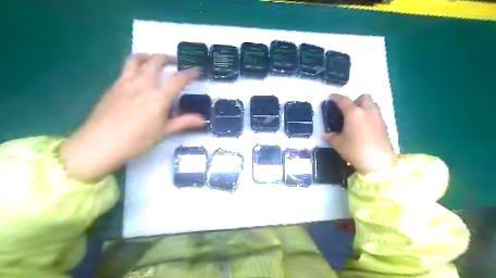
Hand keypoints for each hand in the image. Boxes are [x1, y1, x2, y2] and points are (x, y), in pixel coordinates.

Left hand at [61, 53, 204, 181]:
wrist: (100, 144)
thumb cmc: (136, 141)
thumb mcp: (163, 132)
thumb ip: (184, 122)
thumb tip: (202, 120)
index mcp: (158, 97)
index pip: (178, 79)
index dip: (191, 73)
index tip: (197, 70)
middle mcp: (143, 84)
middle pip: (156, 61)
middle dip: (169, 58)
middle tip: (177, 63)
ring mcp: (125, 82)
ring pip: (137, 59)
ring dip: (149, 56)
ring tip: (155, 61)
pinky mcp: (113, 86)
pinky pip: (126, 69)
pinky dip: (136, 66)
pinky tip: (139, 78)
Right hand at [324, 94, 398, 174]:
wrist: (378, 163)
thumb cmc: (355, 150)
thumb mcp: (338, 144)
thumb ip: (331, 137)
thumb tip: (326, 135)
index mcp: (354, 113)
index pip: (343, 100)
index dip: (335, 98)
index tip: (331, 97)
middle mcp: (367, 111)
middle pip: (363, 97)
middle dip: (355, 100)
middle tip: (347, 111)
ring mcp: (378, 117)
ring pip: (371, 105)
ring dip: (363, 107)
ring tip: (355, 119)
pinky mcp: (384, 126)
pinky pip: (375, 115)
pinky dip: (369, 116)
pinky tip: (363, 128)